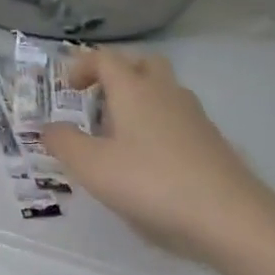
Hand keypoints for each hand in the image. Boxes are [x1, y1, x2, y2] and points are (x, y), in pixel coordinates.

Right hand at [40, 48, 270, 257]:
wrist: (227, 216)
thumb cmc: (149, 182)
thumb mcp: (92, 166)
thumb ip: (64, 143)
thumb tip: (48, 128)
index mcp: (134, 90)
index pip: (105, 59)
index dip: (81, 66)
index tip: (65, 87)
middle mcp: (165, 93)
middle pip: (142, 63)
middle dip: (116, 72)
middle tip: (96, 99)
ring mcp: (193, 116)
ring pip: (163, 90)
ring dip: (138, 98)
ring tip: (117, 133)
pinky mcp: (210, 141)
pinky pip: (176, 117)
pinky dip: (156, 123)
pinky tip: (146, 158)